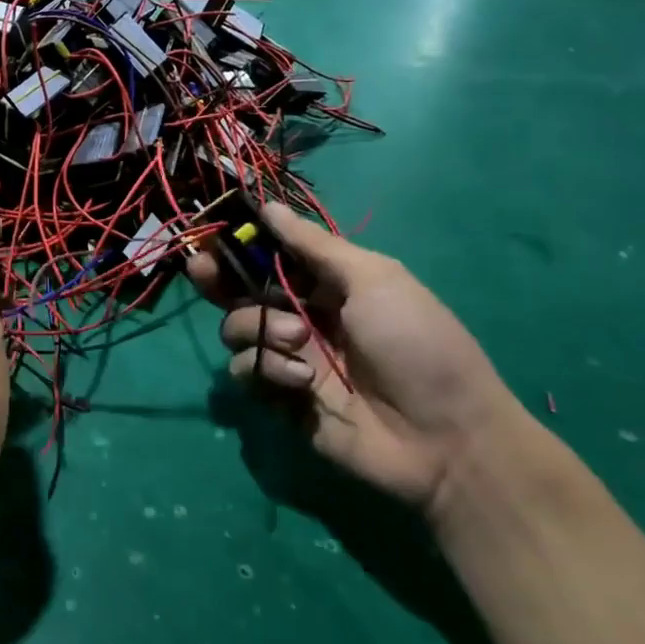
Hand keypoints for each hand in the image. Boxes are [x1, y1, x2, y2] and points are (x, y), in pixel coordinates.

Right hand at [187, 202, 527, 514]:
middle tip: (202, 269)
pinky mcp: (279, 398)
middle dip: (219, 278)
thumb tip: (269, 206)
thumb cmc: (416, 343)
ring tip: (299, 343)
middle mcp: (302, 316)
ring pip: (238, 329)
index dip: (242, 244)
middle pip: (241, 291)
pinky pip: (245, 372)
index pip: (271, 256)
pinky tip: (300, 381)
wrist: (442, 437)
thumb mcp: (374, 280)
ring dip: (260, 329)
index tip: (215, 234)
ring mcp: (290, 358)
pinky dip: (265, 370)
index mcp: (328, 284)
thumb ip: (315, 246)